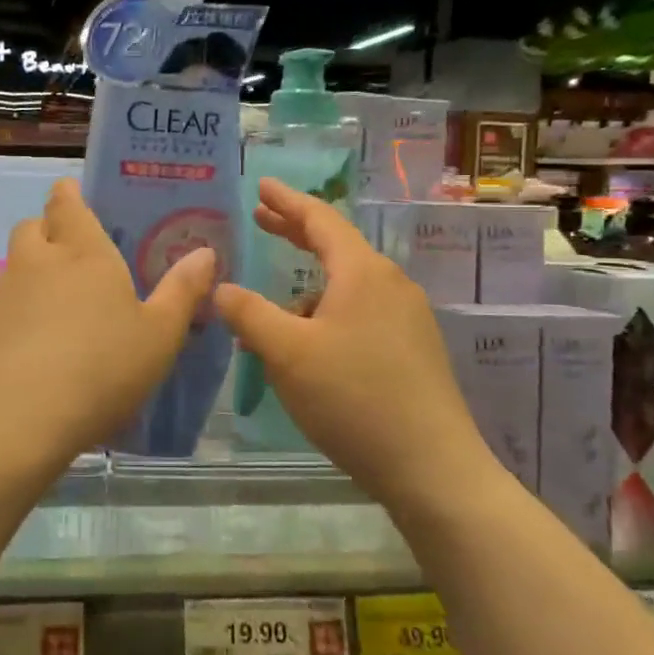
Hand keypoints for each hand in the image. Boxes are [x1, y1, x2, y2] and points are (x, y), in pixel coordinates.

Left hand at [0, 178, 216, 472]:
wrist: (15, 419)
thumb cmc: (100, 369)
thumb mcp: (159, 336)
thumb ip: (181, 291)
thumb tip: (205, 252)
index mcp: (82, 252)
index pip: (66, 203)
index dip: (68, 195)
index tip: (73, 195)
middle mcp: (35, 262)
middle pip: (32, 228)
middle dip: (48, 231)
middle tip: (72, 254)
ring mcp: (1, 294)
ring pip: (14, 267)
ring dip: (31, 274)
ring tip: (56, 309)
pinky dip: (14, 313)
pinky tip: (31, 348)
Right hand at [214, 177, 499, 507]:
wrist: (432, 468)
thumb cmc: (353, 398)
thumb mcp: (286, 353)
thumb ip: (249, 313)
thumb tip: (221, 287)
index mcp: (362, 273)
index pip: (319, 220)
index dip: (286, 201)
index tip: (261, 185)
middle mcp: (390, 285)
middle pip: (336, 246)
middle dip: (295, 232)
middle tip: (261, 220)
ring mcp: (407, 318)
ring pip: (346, 287)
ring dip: (305, 290)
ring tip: (270, 317)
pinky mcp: (412, 350)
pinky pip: (360, 314)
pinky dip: (326, 315)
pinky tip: (306, 348)